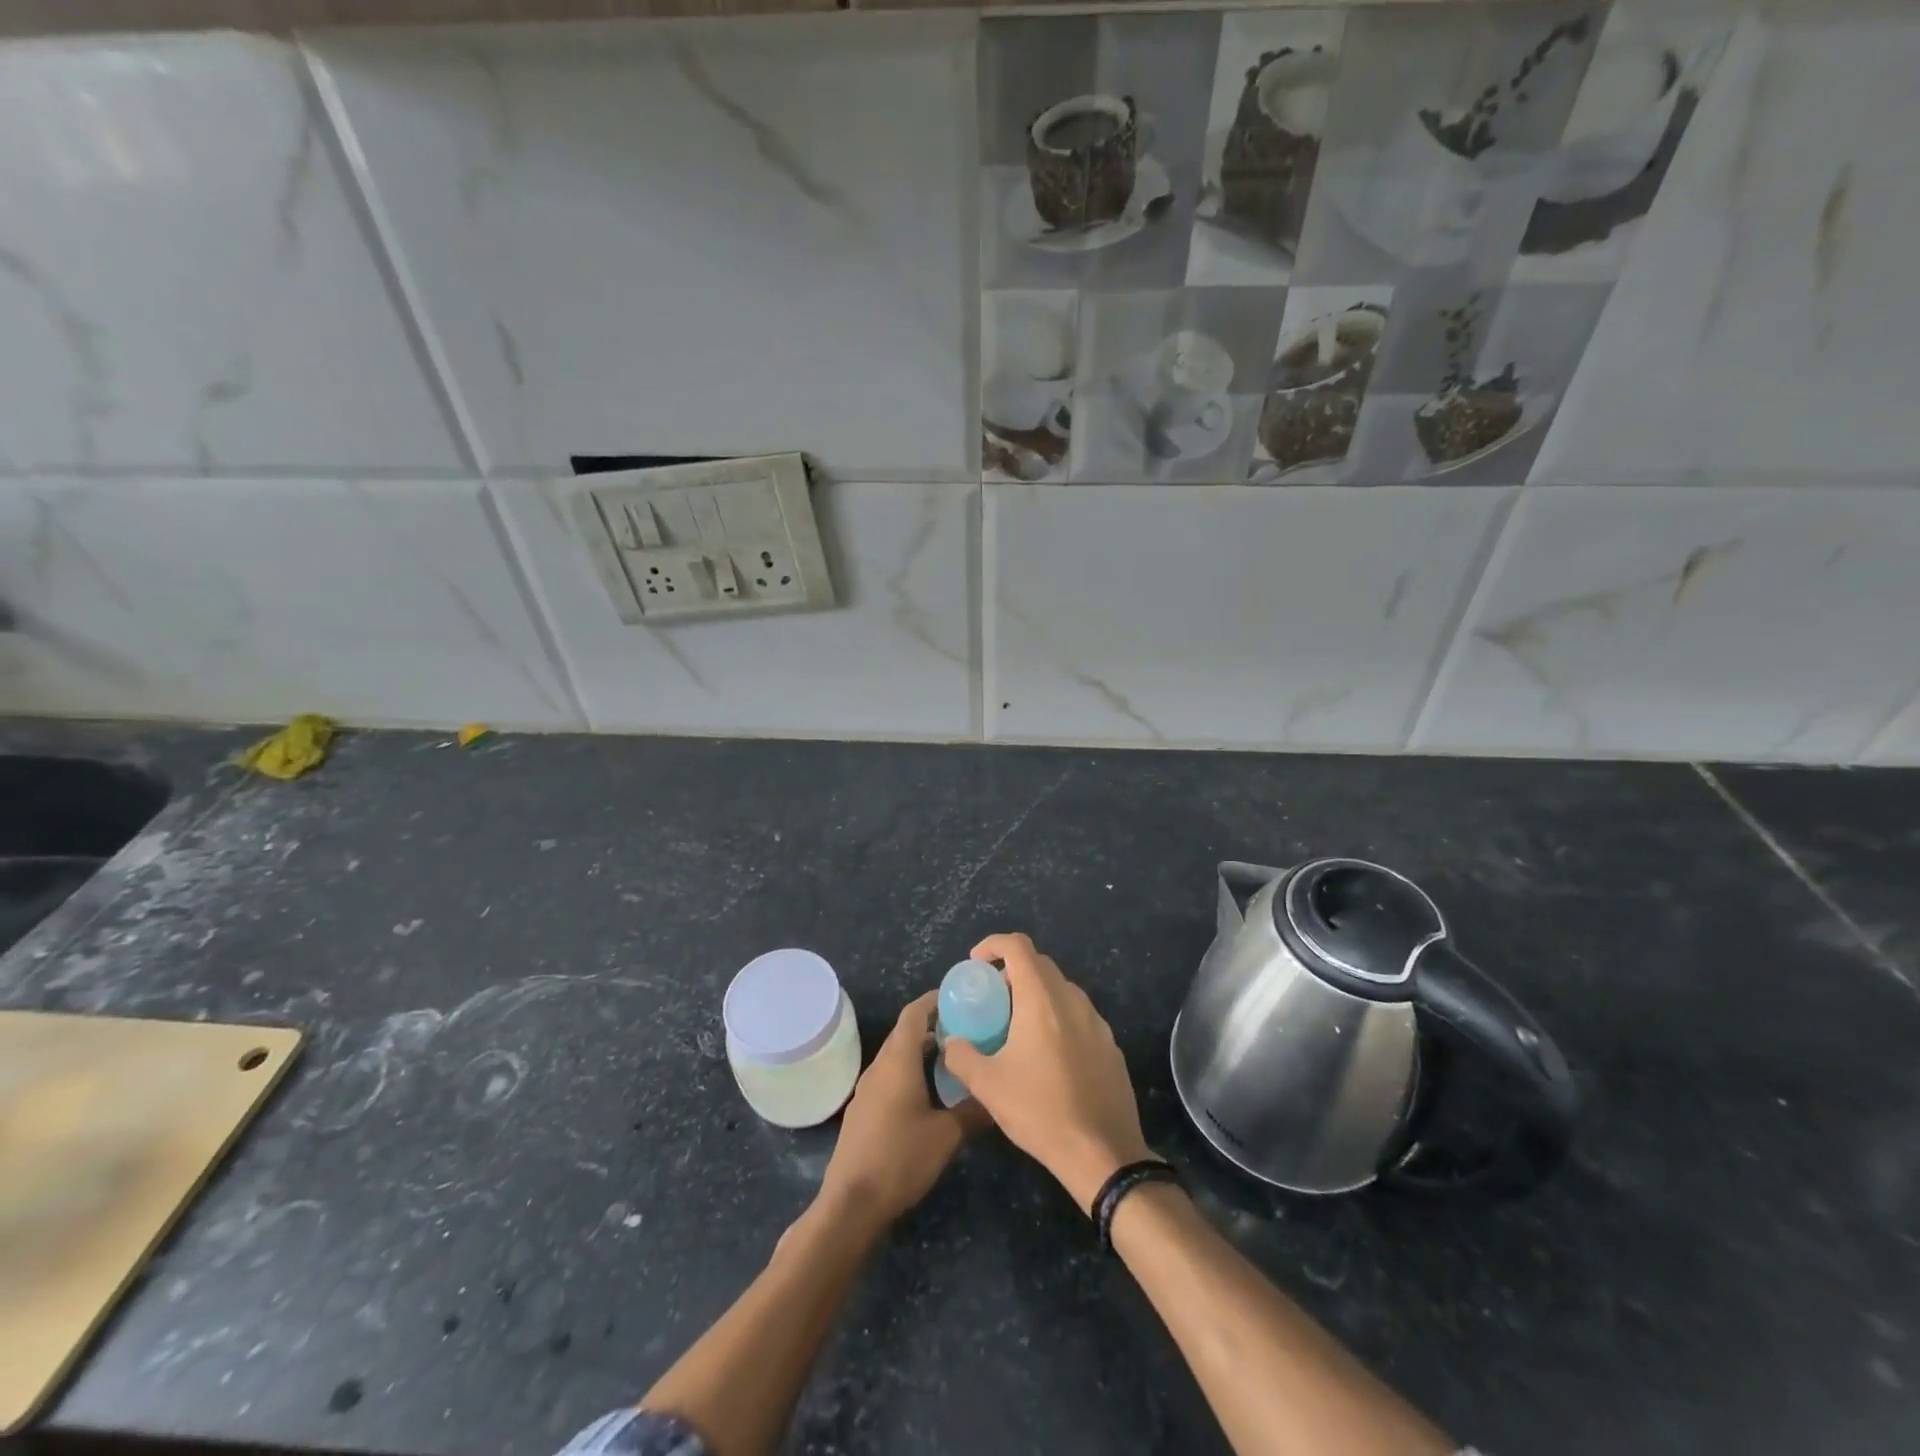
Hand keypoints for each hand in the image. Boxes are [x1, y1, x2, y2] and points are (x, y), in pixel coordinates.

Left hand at [818, 991, 986, 1228]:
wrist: (852, 1203)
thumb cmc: (901, 1158)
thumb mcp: (947, 1136)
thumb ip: (973, 1111)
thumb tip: (998, 1096)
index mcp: (898, 1061)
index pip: (914, 1014)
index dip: (933, 1000)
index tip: (957, 996)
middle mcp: (879, 1067)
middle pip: (905, 1033)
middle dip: (932, 1024)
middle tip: (964, 1027)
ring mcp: (867, 1089)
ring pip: (896, 1056)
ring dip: (920, 1049)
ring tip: (951, 1058)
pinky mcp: (863, 1110)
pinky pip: (888, 1076)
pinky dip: (909, 1070)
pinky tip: (928, 1092)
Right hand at [943, 933, 1152, 1213]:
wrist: (1102, 1153)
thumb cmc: (1040, 1111)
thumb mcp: (987, 1086)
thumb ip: (961, 1056)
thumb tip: (951, 1043)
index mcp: (1042, 999)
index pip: (1018, 946)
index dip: (993, 944)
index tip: (976, 964)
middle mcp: (1072, 1000)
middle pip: (1040, 964)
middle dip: (1012, 971)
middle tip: (992, 999)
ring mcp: (1097, 1022)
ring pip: (1062, 990)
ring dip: (1037, 995)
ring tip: (1017, 1027)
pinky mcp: (1110, 1045)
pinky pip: (1079, 1016)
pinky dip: (1058, 1018)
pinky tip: (1047, 1055)